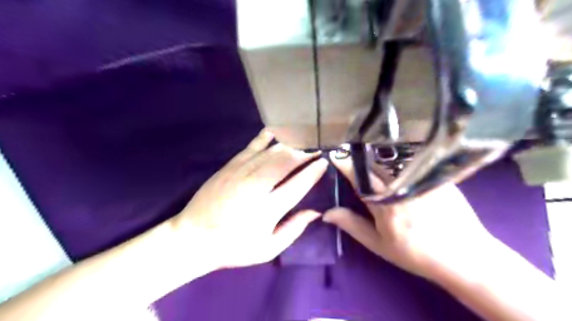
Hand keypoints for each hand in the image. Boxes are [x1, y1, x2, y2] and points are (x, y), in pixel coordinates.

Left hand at [169, 130, 325, 268]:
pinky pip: (250, 148)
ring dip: (289, 146)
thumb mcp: (267, 249)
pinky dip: (263, 139)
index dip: (313, 172)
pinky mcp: (228, 167)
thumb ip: (293, 230)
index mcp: (268, 209)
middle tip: (315, 149)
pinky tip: (274, 132)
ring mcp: (240, 174)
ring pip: (270, 153)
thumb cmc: (233, 246)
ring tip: (302, 142)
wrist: (194, 238)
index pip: (297, 185)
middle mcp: (256, 187)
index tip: (323, 162)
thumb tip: (315, 212)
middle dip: (304, 154)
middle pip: (285, 163)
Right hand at [324, 155, 498, 280]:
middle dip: (360, 158)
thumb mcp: (379, 244)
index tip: (335, 155)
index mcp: (383, 202)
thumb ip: (352, 225)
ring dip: (378, 157)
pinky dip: (399, 160)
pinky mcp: (435, 175)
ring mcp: (420, 178)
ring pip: (392, 159)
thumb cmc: (415, 253)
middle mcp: (400, 185)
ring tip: (372, 158)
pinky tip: (398, 165)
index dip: (345, 164)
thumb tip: (327, 213)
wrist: (463, 256)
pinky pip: (412, 161)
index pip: (358, 176)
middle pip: (374, 163)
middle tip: (351, 155)